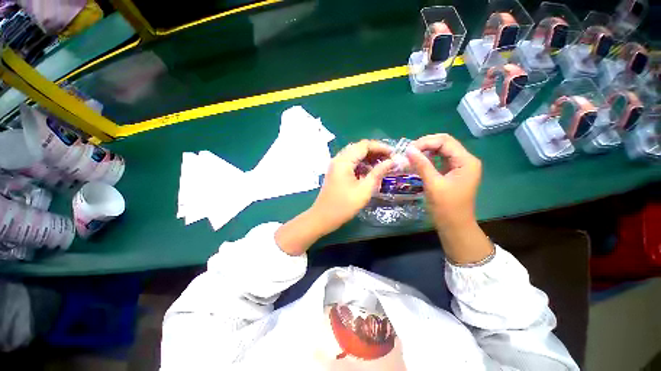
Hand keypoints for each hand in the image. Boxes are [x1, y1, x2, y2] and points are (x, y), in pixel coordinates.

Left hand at [276, 140, 393, 255]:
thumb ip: (378, 173)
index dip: (380, 147)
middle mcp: (339, 159)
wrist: (323, 217)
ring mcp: (336, 165)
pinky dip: (362, 165)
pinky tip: (370, 172)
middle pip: (359, 148)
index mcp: (344, 161)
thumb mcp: (364, 189)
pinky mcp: (336, 172)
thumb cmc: (344, 205)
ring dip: (369, 158)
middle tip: (390, 160)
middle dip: (375, 152)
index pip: (364, 145)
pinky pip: (350, 163)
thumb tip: (392, 161)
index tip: (394, 154)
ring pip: (355, 155)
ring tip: (383, 165)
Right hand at [406, 134, 491, 264]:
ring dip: (426, 151)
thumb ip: (422, 165)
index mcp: (466, 161)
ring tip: (411, 156)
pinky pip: (440, 160)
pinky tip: (418, 162)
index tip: (408, 149)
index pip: (445, 141)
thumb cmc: (446, 207)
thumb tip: (408, 149)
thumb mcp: (433, 184)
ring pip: (441, 151)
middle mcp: (465, 160)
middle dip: (425, 145)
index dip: (426, 142)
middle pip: (444, 143)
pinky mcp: (453, 173)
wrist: (455, 226)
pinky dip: (428, 159)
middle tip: (408, 152)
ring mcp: (459, 167)